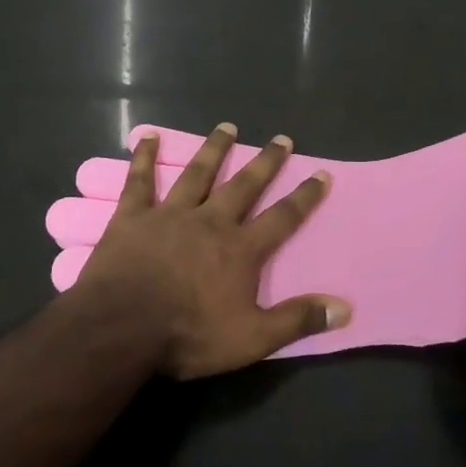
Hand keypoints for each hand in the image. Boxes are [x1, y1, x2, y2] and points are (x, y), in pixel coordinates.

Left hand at [74, 122, 350, 378]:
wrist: (121, 328)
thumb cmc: (188, 335)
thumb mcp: (251, 339)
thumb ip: (296, 320)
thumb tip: (344, 308)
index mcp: (240, 249)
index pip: (282, 217)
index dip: (304, 196)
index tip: (321, 173)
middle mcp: (210, 221)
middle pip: (244, 185)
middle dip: (266, 162)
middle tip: (281, 139)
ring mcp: (170, 214)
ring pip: (198, 173)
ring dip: (214, 149)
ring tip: (227, 127)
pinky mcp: (133, 216)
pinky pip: (140, 180)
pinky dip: (144, 157)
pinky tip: (148, 136)